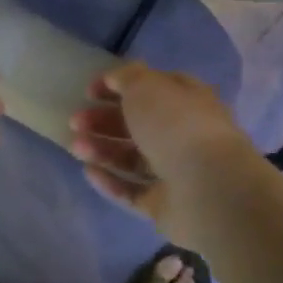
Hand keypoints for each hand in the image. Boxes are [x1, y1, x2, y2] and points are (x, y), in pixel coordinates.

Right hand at [69, 63, 261, 241]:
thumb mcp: (147, 87)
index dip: (119, 86)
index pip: (151, 88)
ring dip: (102, 150)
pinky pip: (132, 191)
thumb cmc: (176, 126)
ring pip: (132, 158)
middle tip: (75, 121)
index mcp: (187, 101)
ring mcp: (176, 172)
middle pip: (138, 125)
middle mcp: (184, 135)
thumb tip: (114, 78)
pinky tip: (89, 172)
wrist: (208, 188)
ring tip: (76, 148)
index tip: (89, 91)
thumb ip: (127, 78)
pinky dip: (110, 181)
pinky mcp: (164, 204)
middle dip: (104, 121)